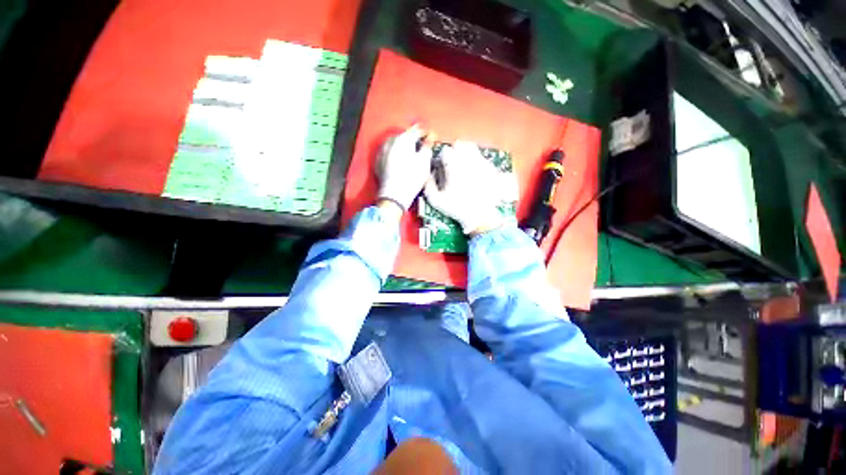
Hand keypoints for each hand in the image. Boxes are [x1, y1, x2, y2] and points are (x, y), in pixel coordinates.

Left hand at [376, 125, 432, 210]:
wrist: (394, 196)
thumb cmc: (411, 178)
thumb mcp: (425, 161)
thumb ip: (428, 145)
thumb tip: (430, 137)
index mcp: (403, 138)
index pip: (418, 130)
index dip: (427, 134)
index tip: (432, 140)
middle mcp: (390, 141)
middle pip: (405, 136)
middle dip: (414, 141)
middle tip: (422, 150)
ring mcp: (382, 151)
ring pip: (396, 144)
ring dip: (405, 148)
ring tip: (412, 158)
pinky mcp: (378, 161)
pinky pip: (390, 153)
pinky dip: (397, 155)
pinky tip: (402, 164)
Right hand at [423, 141, 510, 234]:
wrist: (480, 216)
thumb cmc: (457, 208)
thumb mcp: (436, 200)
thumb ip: (428, 185)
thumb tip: (428, 174)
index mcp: (454, 165)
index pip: (445, 151)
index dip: (441, 158)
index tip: (441, 166)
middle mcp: (469, 160)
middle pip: (460, 144)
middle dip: (454, 151)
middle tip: (451, 162)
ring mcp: (482, 162)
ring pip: (472, 148)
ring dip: (465, 153)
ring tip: (462, 165)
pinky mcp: (491, 168)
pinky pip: (482, 157)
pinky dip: (476, 161)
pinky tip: (474, 172)